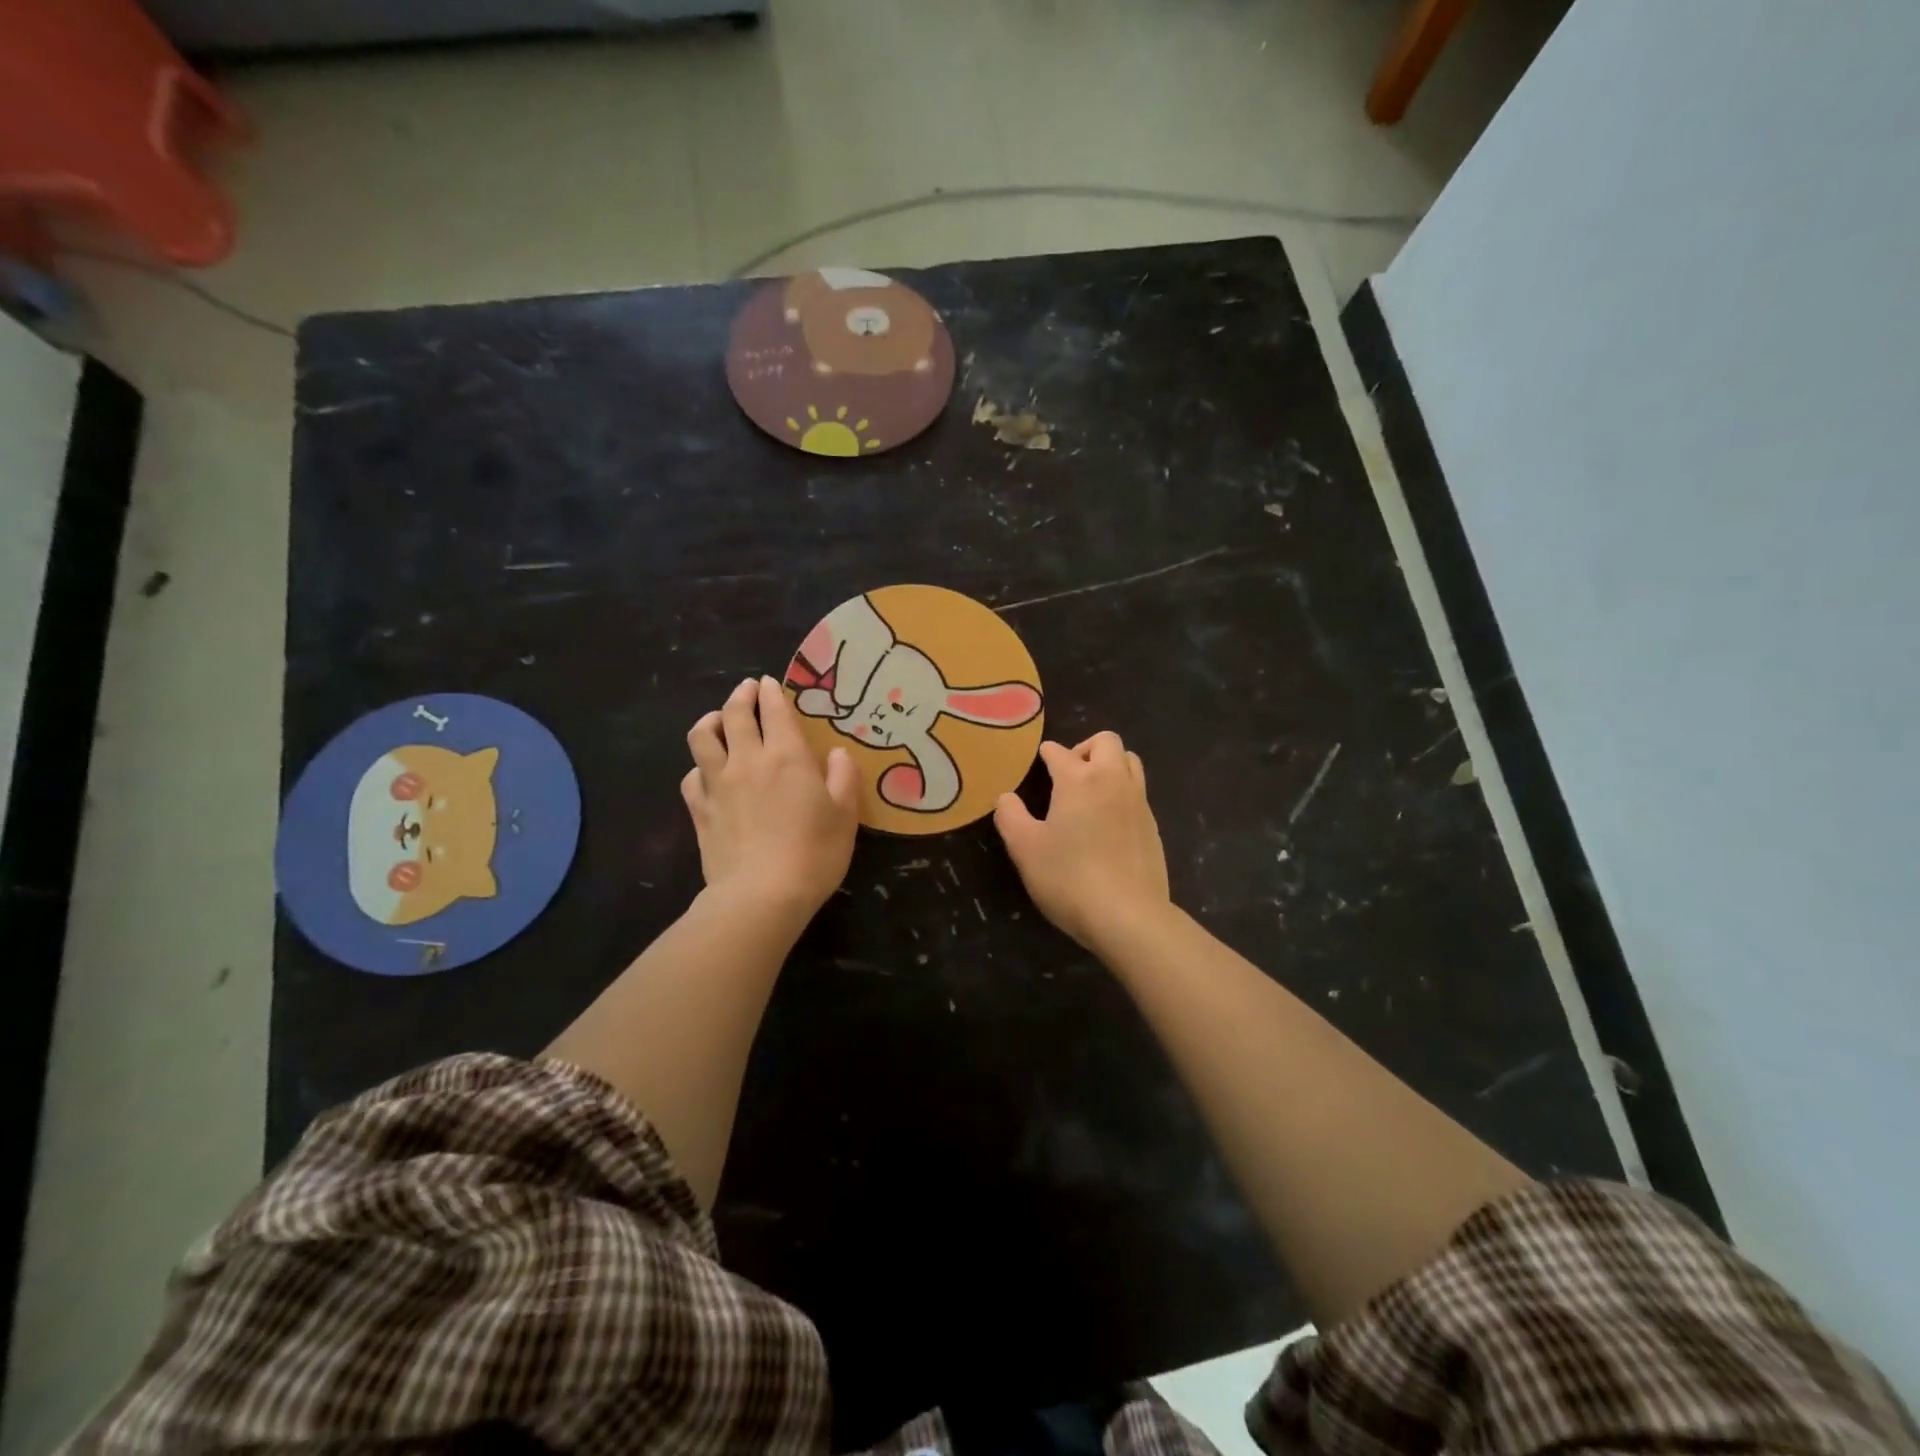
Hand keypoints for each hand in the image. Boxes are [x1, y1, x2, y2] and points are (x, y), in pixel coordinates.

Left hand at [683, 677, 858, 920]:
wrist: (762, 895)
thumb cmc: (814, 853)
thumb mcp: (845, 815)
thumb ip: (843, 777)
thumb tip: (837, 753)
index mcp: (787, 756)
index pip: (774, 710)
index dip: (770, 692)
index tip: (768, 683)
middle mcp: (747, 760)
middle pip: (734, 714)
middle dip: (740, 695)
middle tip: (747, 690)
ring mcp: (718, 784)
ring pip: (702, 737)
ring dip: (711, 721)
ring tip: (719, 721)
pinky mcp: (700, 810)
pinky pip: (691, 777)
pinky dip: (698, 767)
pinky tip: (706, 773)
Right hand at [994, 732, 1170, 950]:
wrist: (1128, 916)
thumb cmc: (1069, 878)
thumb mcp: (1025, 849)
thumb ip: (1011, 817)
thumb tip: (1006, 797)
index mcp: (1079, 780)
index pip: (1059, 752)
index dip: (1046, 753)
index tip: (1039, 761)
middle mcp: (1113, 780)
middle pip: (1106, 742)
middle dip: (1085, 748)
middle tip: (1068, 773)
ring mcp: (1138, 802)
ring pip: (1130, 761)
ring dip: (1110, 765)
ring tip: (1091, 791)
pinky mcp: (1152, 826)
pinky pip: (1138, 792)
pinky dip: (1122, 792)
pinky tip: (1108, 822)